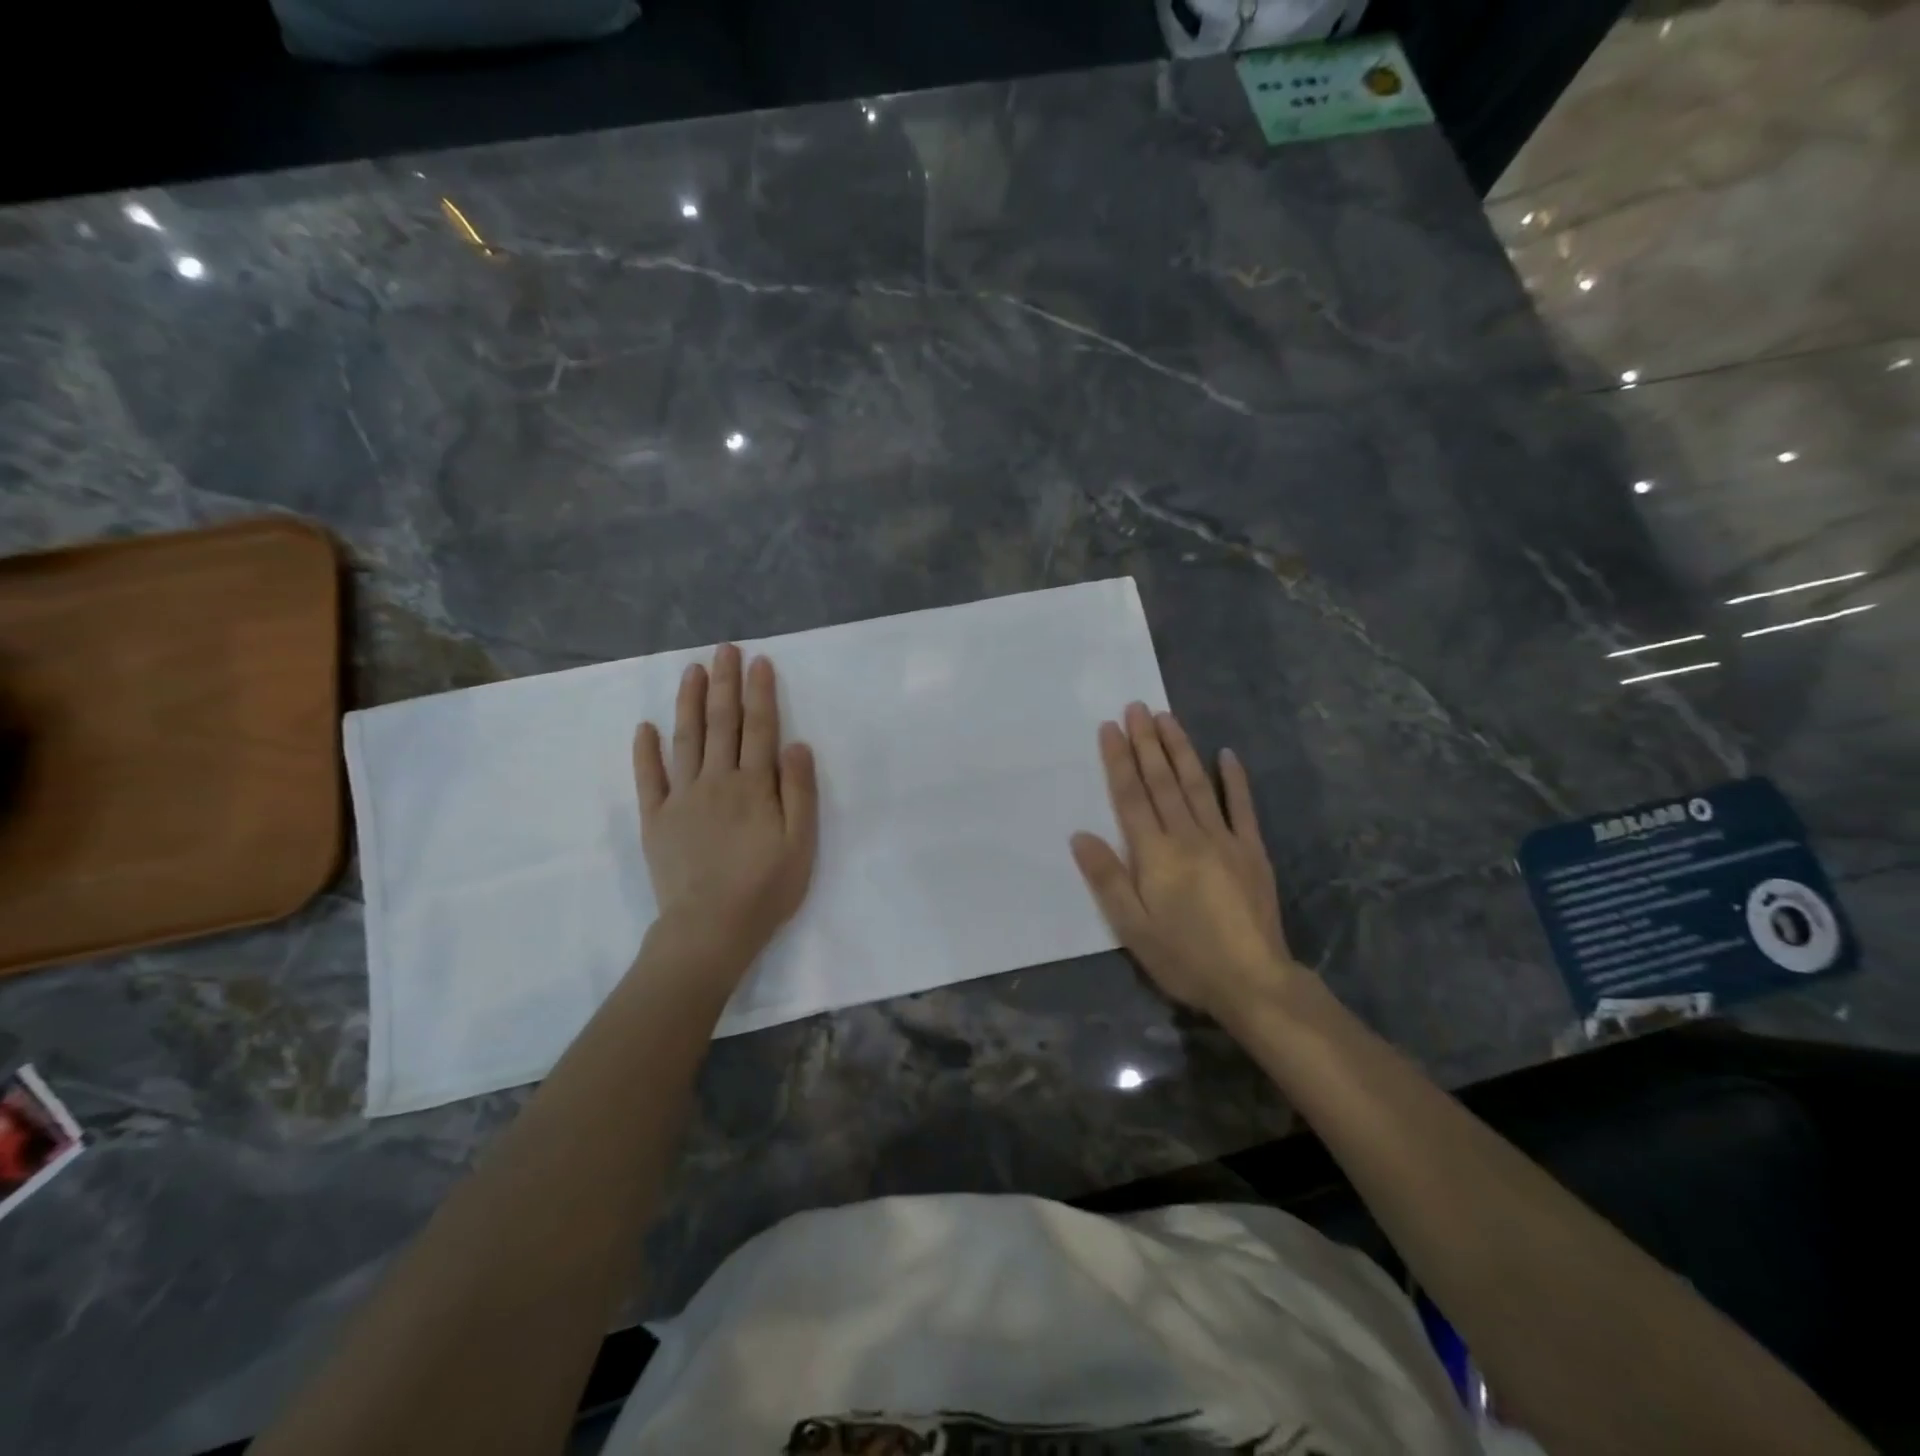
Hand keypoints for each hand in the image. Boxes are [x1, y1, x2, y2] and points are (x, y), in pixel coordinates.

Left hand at [633, 644, 817, 965]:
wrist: (710, 929)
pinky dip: (646, 751)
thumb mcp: (801, 843)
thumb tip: (796, 743)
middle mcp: (717, 780)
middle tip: (724, 648)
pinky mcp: (656, 819)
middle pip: (721, 723)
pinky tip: (645, 727)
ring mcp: (682, 797)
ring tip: (691, 669)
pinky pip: (648, 778)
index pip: (760, 728)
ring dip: (688, 701)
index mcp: (754, 785)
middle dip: (724, 683)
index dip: (760, 692)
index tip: (759, 661)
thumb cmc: (766, 888)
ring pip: (685, 739)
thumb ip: (799, 791)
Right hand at [1071, 703, 1300, 1021]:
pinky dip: (1233, 779)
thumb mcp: (1132, 928)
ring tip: (1167, 717)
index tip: (1110, 728)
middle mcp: (1188, 836)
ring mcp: (1224, 839)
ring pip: (1197, 784)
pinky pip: (1242, 807)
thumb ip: (1107, 879)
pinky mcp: (1251, 850)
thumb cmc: (1184, 957)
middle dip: (1147, 742)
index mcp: (1155, 854)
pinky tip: (1226, 754)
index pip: (1131, 797)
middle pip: (1162, 781)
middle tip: (1137, 707)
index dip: (1119, 761)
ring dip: (1180, 749)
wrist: (1252, 981)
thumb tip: (1080, 835)